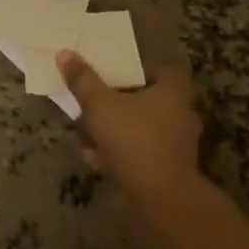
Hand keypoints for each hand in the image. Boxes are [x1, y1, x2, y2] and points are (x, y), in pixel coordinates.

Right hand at [56, 56, 203, 204]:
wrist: (159, 195)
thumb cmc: (132, 137)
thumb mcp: (99, 103)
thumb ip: (83, 79)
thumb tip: (66, 53)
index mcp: (173, 93)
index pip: (165, 73)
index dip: (142, 73)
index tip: (118, 77)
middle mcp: (182, 117)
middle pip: (152, 102)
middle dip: (124, 104)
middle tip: (98, 103)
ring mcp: (179, 147)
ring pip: (145, 130)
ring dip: (120, 131)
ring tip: (89, 133)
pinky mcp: (171, 171)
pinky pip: (142, 154)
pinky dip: (121, 154)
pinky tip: (94, 158)